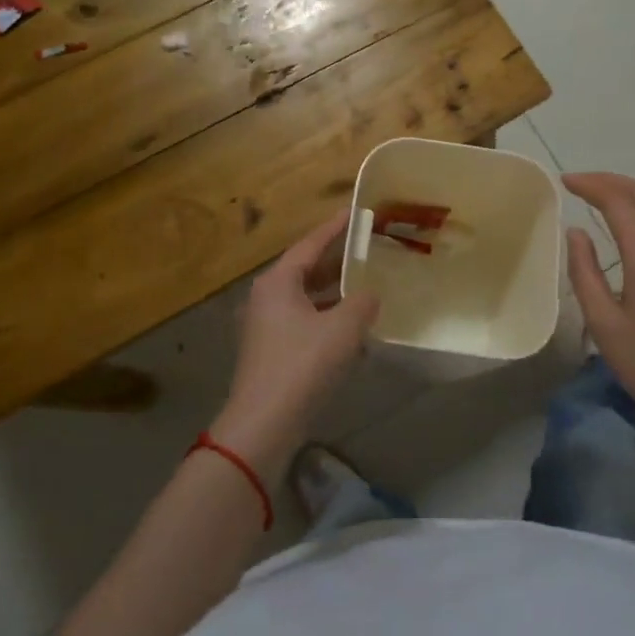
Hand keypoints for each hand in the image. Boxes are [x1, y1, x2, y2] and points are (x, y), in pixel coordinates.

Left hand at [213, 210, 378, 479]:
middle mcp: (267, 297)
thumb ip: (363, 302)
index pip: (311, 243)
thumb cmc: (303, 365)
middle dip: (338, 261)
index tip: (356, 212)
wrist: (264, 424)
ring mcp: (265, 325)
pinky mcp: (271, 351)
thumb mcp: (343, 328)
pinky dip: (327, 318)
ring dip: (335, 293)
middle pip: (307, 269)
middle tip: (368, 250)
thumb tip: (370, 295)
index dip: (336, 227)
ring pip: (306, 298)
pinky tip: (352, 329)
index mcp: (278, 281)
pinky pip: (304, 322)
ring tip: (367, 287)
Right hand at [563, 173, 634, 473]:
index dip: (591, 185)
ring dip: (634, 190)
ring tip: (604, 193)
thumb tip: (576, 232)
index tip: (565, 181)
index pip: (619, 201)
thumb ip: (585, 272)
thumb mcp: (603, 323)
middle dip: (611, 181)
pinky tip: (634, 219)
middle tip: (580, 182)